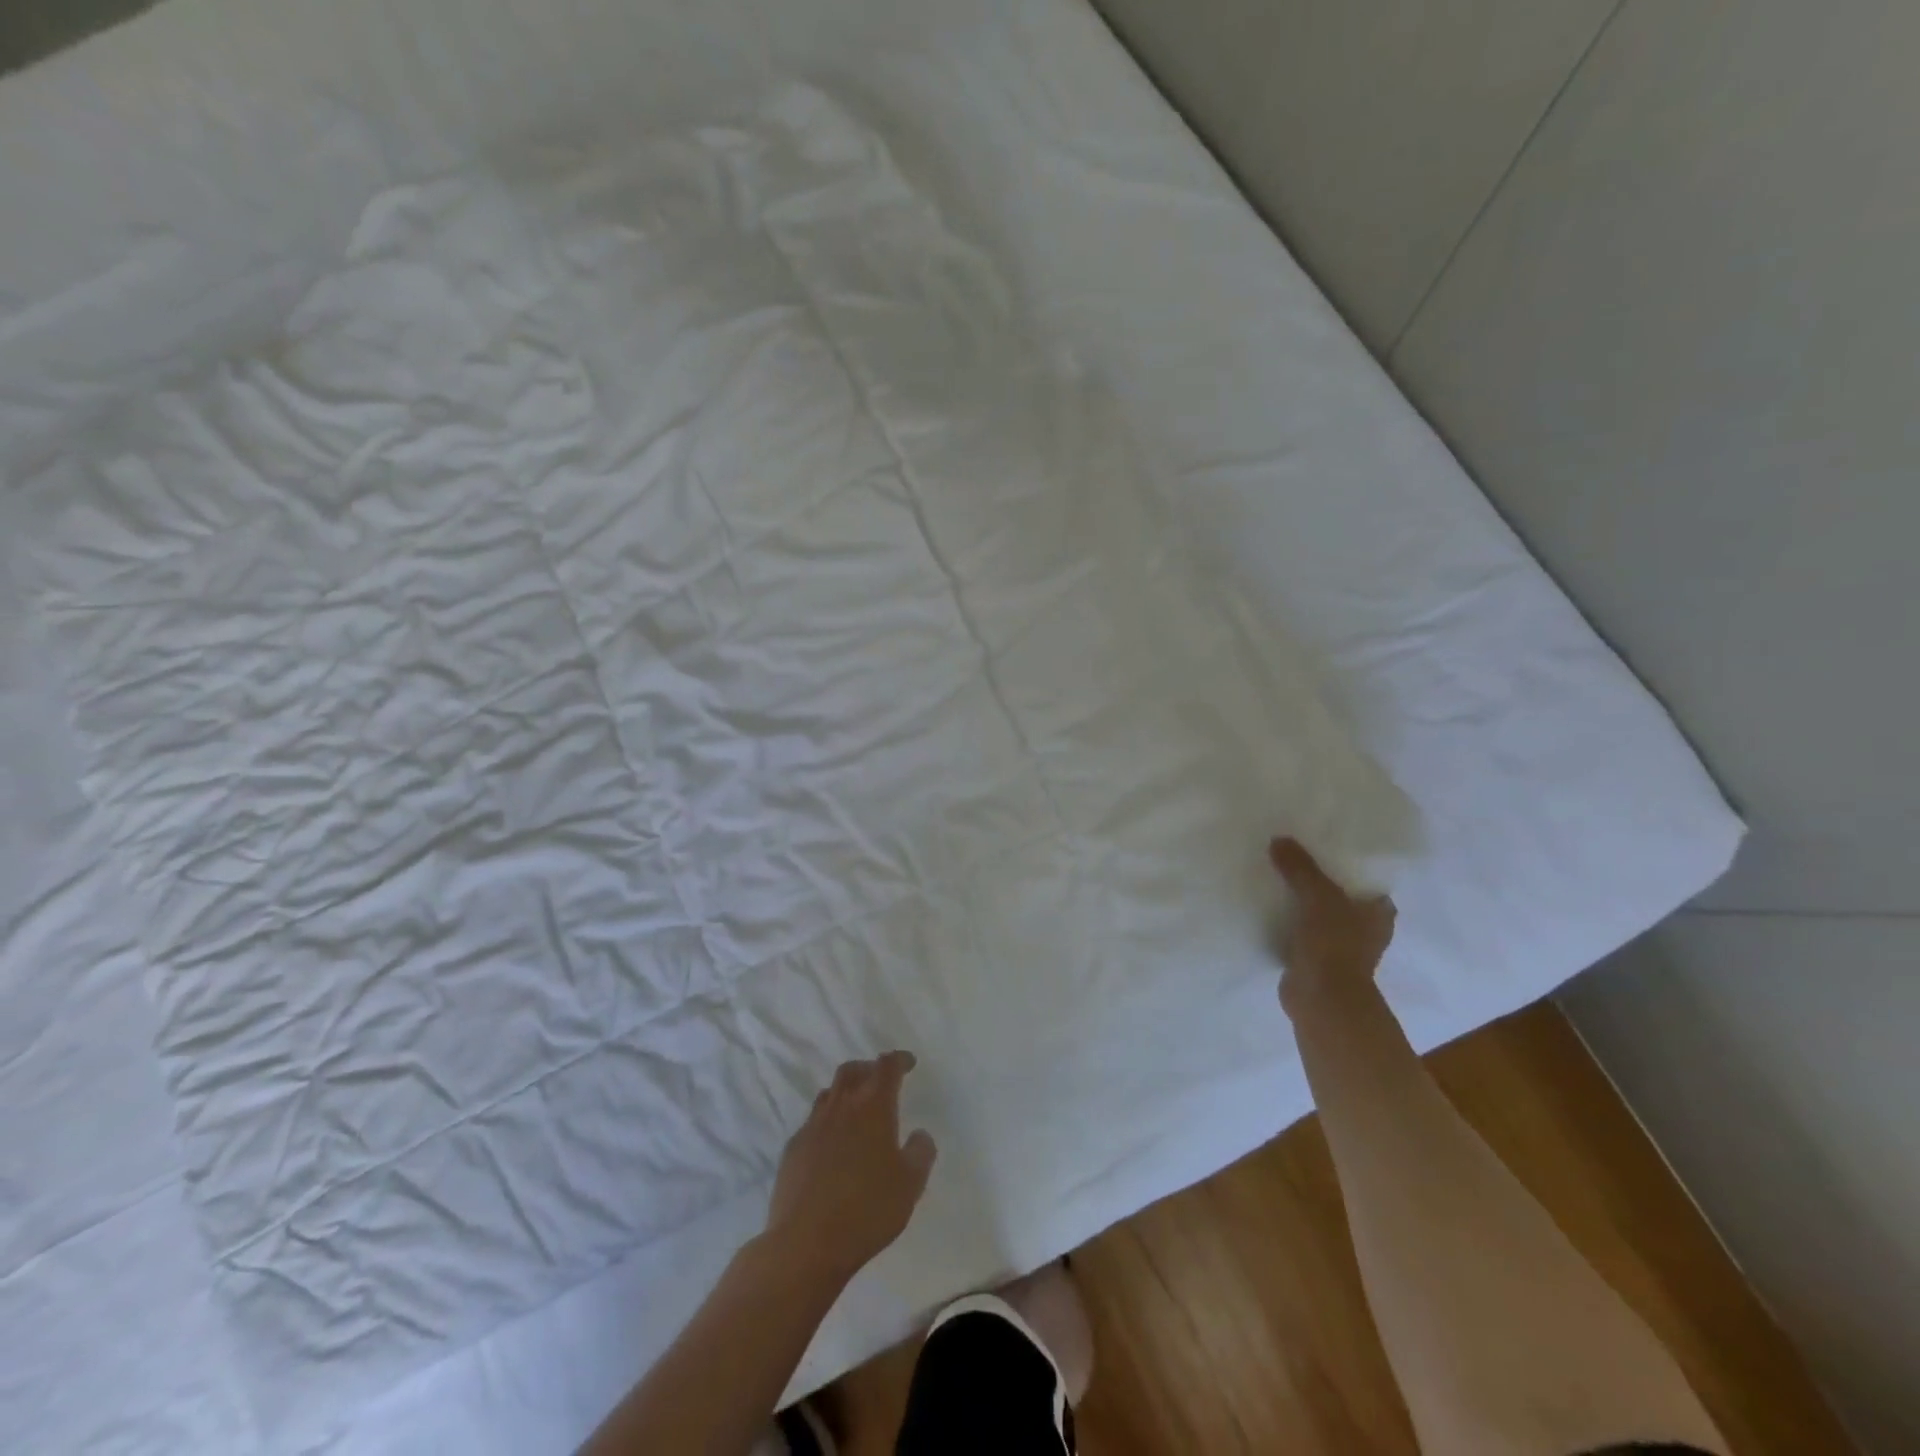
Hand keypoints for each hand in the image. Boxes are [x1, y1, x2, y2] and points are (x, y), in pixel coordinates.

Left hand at [765, 1051, 937, 1283]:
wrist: (806, 1243)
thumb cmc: (868, 1210)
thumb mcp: (911, 1185)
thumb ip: (921, 1152)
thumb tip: (919, 1134)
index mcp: (873, 1107)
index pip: (886, 1067)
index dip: (899, 1060)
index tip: (908, 1063)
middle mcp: (841, 1107)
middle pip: (852, 1070)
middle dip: (868, 1068)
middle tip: (880, 1081)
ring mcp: (812, 1126)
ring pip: (829, 1093)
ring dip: (845, 1093)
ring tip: (856, 1110)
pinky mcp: (792, 1149)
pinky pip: (812, 1122)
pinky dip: (827, 1122)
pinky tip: (831, 1145)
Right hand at [1269, 837, 1395, 1015]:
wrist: (1321, 998)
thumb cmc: (1334, 943)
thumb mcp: (1317, 895)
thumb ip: (1299, 867)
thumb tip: (1279, 839)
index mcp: (1379, 916)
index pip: (1370, 885)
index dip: (1352, 870)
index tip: (1327, 853)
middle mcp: (1366, 933)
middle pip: (1343, 901)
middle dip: (1324, 886)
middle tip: (1297, 862)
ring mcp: (1342, 951)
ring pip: (1322, 918)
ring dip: (1306, 907)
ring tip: (1280, 882)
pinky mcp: (1317, 964)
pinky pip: (1303, 936)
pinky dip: (1291, 926)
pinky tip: (1271, 912)